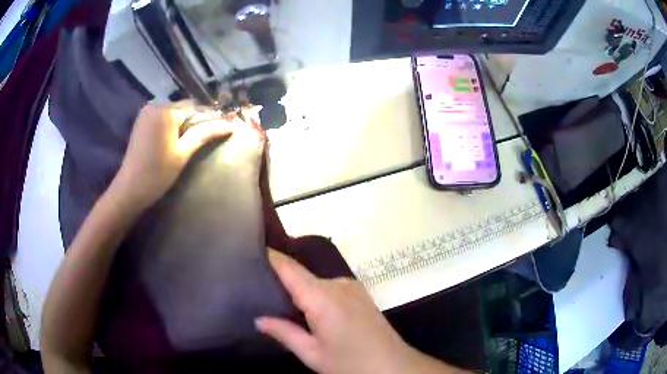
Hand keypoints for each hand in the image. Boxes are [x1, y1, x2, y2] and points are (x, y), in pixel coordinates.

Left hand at [109, 103, 234, 211]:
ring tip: (194, 138)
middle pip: (184, 108)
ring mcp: (147, 112)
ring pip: (174, 112)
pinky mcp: (142, 120)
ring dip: (185, 121)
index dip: (210, 117)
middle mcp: (155, 105)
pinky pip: (163, 116)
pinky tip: (177, 137)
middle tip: (209, 134)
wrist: (130, 188)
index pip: (195, 108)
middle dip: (196, 119)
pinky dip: (173, 124)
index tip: (223, 126)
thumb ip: (204, 134)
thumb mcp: (183, 153)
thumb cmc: (157, 173)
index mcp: (166, 111)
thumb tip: (229, 125)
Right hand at [256, 250, 462, 373]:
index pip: (289, 268)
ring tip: (279, 304)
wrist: (394, 366)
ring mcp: (352, 287)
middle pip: (301, 275)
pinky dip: (315, 294)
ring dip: (299, 290)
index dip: (270, 257)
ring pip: (315, 282)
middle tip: (256, 290)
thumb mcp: (313, 354)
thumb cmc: (351, 363)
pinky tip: (308, 311)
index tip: (248, 251)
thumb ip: (284, 333)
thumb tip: (258, 319)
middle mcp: (337, 284)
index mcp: (322, 297)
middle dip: (280, 280)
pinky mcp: (360, 293)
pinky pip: (329, 288)